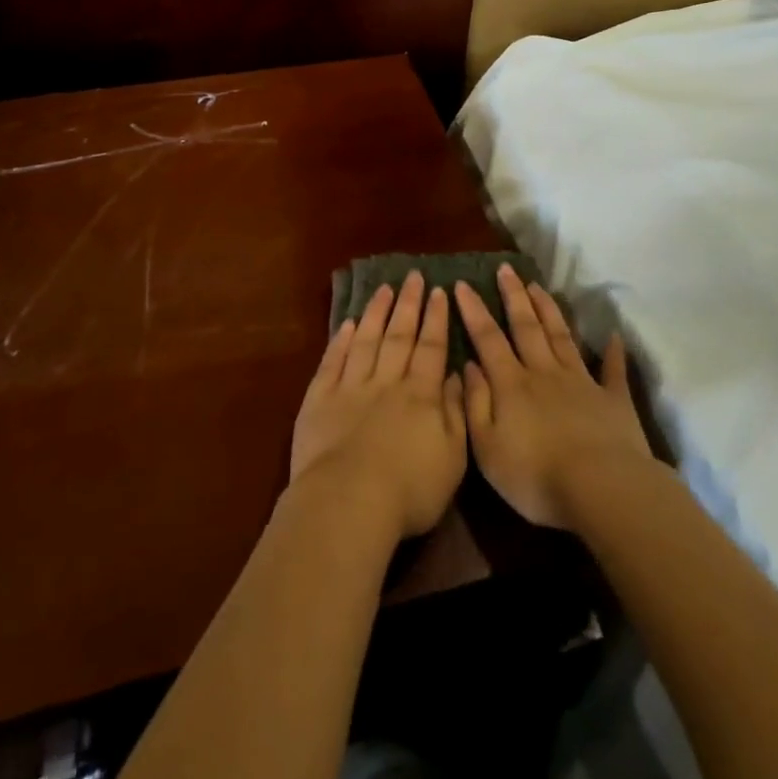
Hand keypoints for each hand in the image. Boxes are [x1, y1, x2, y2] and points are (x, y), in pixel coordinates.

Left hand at [290, 271, 467, 540]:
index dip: (436, 319)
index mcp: (420, 394)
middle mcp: (386, 381)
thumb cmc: (409, 489)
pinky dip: (340, 340)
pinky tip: (347, 324)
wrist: (348, 502)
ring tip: (384, 289)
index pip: (431, 347)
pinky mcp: (319, 399)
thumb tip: (458, 377)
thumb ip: (457, 413)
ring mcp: (350, 387)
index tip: (439, 291)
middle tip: (414, 276)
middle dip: (408, 304)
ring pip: (366, 340)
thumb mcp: (452, 458)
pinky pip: (333, 361)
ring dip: (376, 313)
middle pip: (399, 335)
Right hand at [456, 263, 653, 528]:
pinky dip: (612, 352)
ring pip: (561, 336)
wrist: (602, 489)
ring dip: (549, 310)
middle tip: (505, 269)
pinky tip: (612, 336)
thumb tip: (468, 365)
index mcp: (512, 384)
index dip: (474, 311)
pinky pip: (612, 370)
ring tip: (538, 286)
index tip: (462, 284)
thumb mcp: (487, 448)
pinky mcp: (613, 400)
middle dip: (514, 296)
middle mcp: (544, 372)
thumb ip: (475, 404)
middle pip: (526, 326)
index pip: (488, 338)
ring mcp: (581, 382)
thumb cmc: (536, 477)